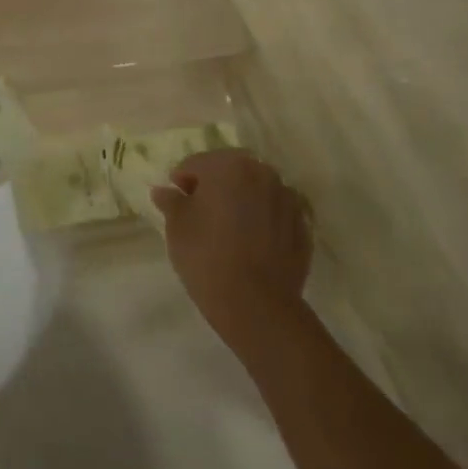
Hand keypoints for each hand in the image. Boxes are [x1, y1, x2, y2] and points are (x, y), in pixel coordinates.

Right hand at [153, 149, 313, 347]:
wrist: (256, 304)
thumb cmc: (206, 255)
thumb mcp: (176, 226)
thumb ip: (171, 201)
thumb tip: (164, 191)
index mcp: (229, 166)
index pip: (197, 164)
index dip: (182, 181)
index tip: (176, 202)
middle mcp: (263, 174)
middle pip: (231, 172)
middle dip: (215, 186)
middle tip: (200, 212)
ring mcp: (288, 200)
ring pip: (257, 191)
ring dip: (242, 201)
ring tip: (228, 229)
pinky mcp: (303, 228)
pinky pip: (275, 215)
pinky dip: (263, 220)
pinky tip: (251, 244)